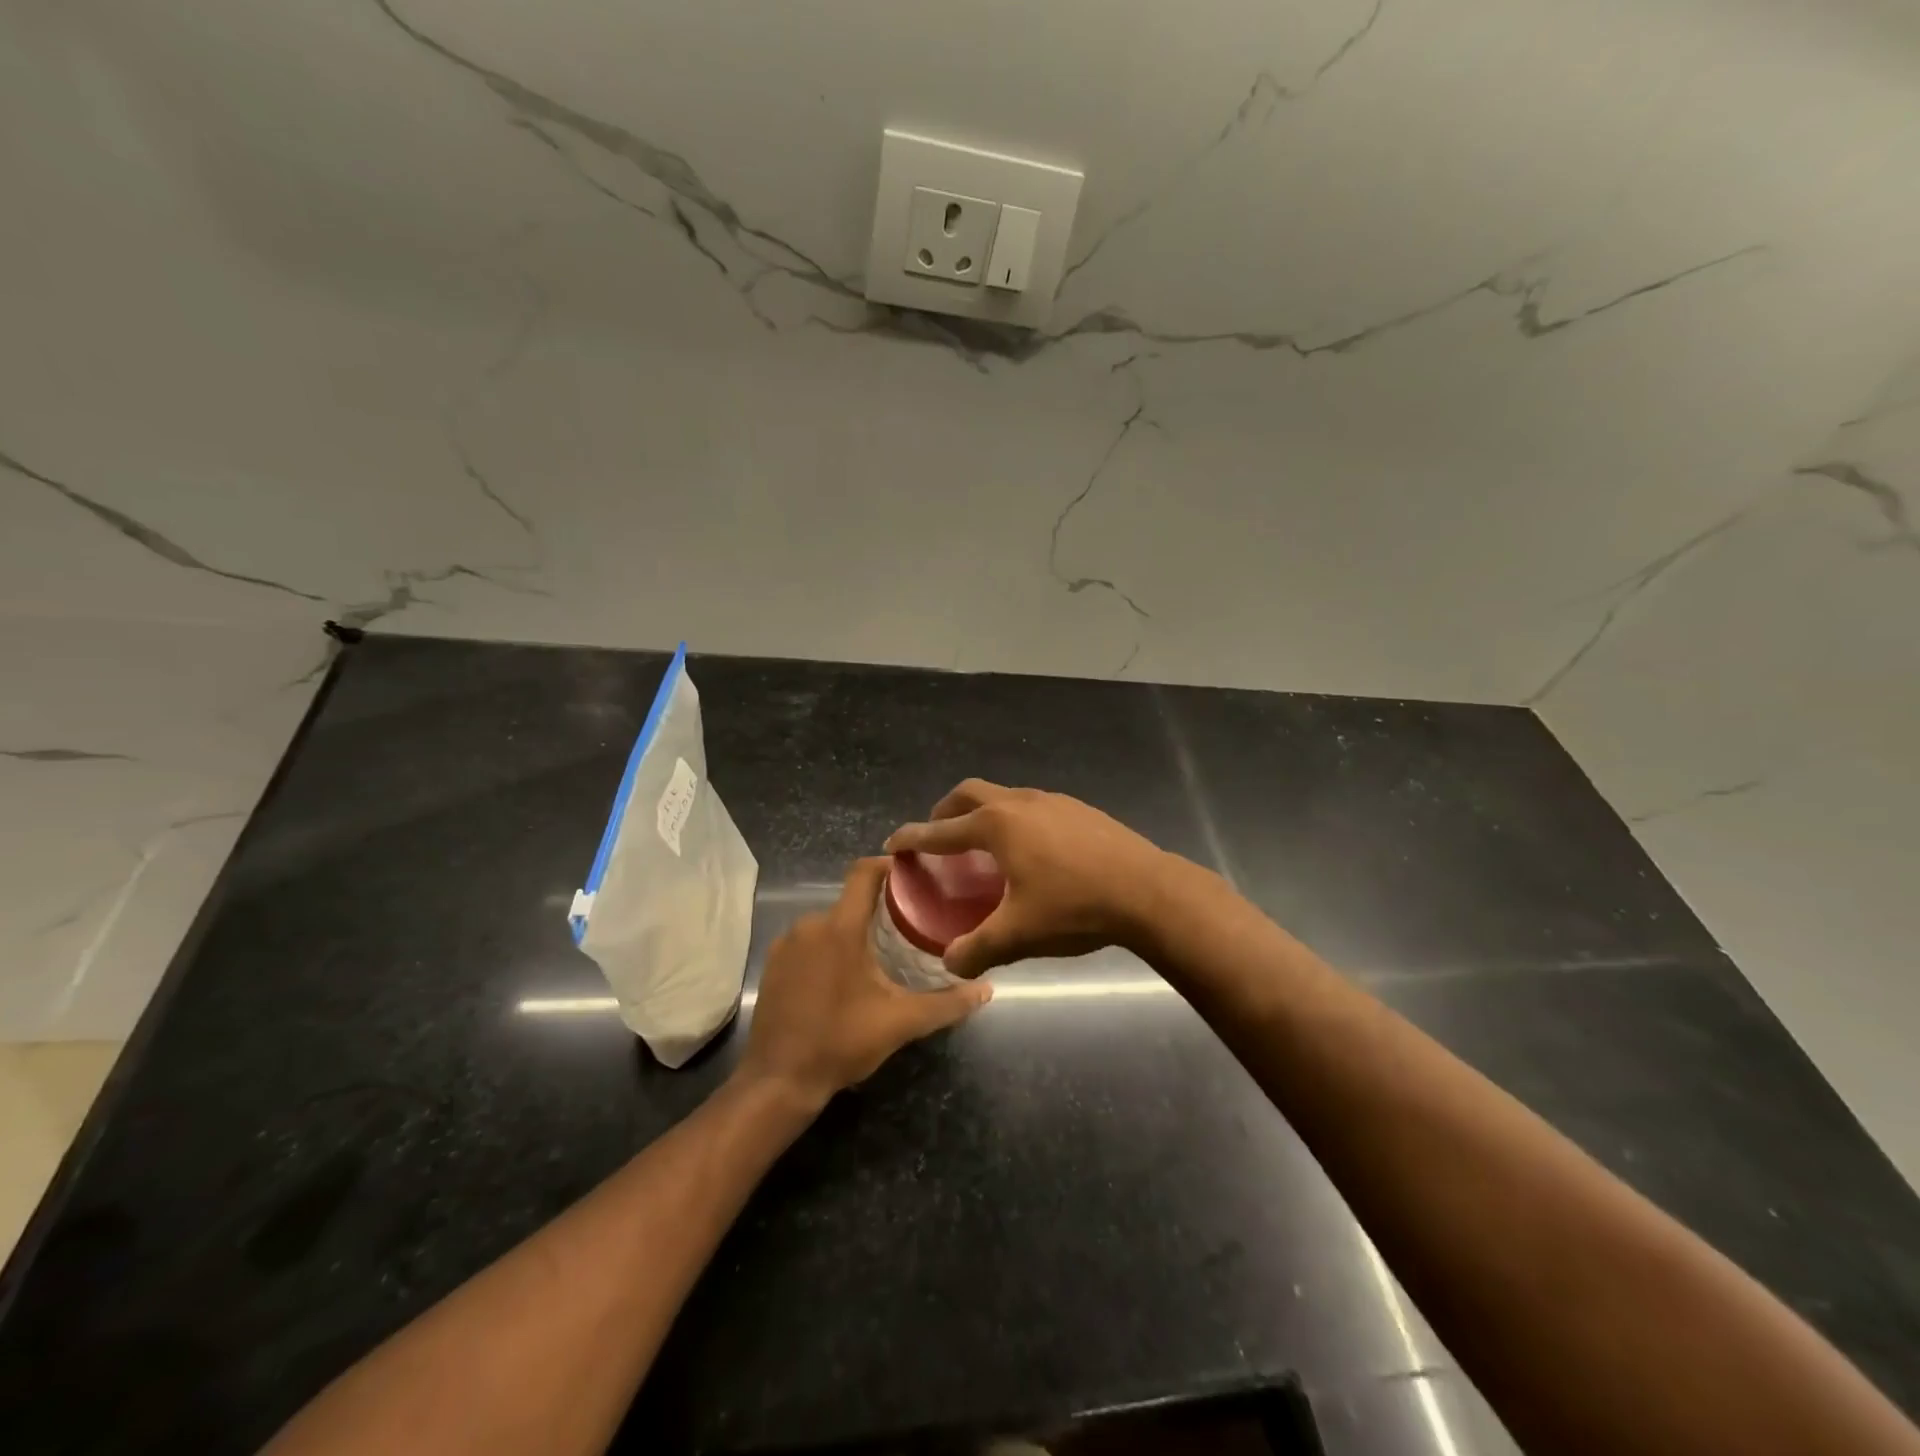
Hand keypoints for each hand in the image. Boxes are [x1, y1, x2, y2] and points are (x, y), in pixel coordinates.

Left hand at [738, 857, 991, 1109]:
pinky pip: (807, 942)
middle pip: (850, 902)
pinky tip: (842, 977)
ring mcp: (785, 944)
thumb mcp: (901, 1023)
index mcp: (840, 928)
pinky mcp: (773, 965)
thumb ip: (946, 1003)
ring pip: (828, 924)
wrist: (778, 1081)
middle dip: (877, 910)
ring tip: (880, 954)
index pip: (864, 873)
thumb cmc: (842, 1042)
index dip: (889, 865)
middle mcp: (809, 925)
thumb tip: (986, 989)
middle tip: (908, 926)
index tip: (914, 874)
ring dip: (852, 933)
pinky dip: (827, 950)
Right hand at [885, 780, 1169, 978]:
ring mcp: (1053, 801)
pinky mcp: (1080, 809)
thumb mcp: (1019, 934)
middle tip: (938, 834)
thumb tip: (950, 963)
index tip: (893, 843)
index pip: (942, 830)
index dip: (914, 837)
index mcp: (997, 826)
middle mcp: (1020, 803)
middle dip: (946, 811)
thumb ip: (977, 949)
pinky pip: (1033, 806)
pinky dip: (1015, 818)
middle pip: (970, 794)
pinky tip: (1032, 849)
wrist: (1148, 891)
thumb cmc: (1075, 908)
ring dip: (984, 812)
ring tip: (984, 844)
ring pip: (1004, 796)